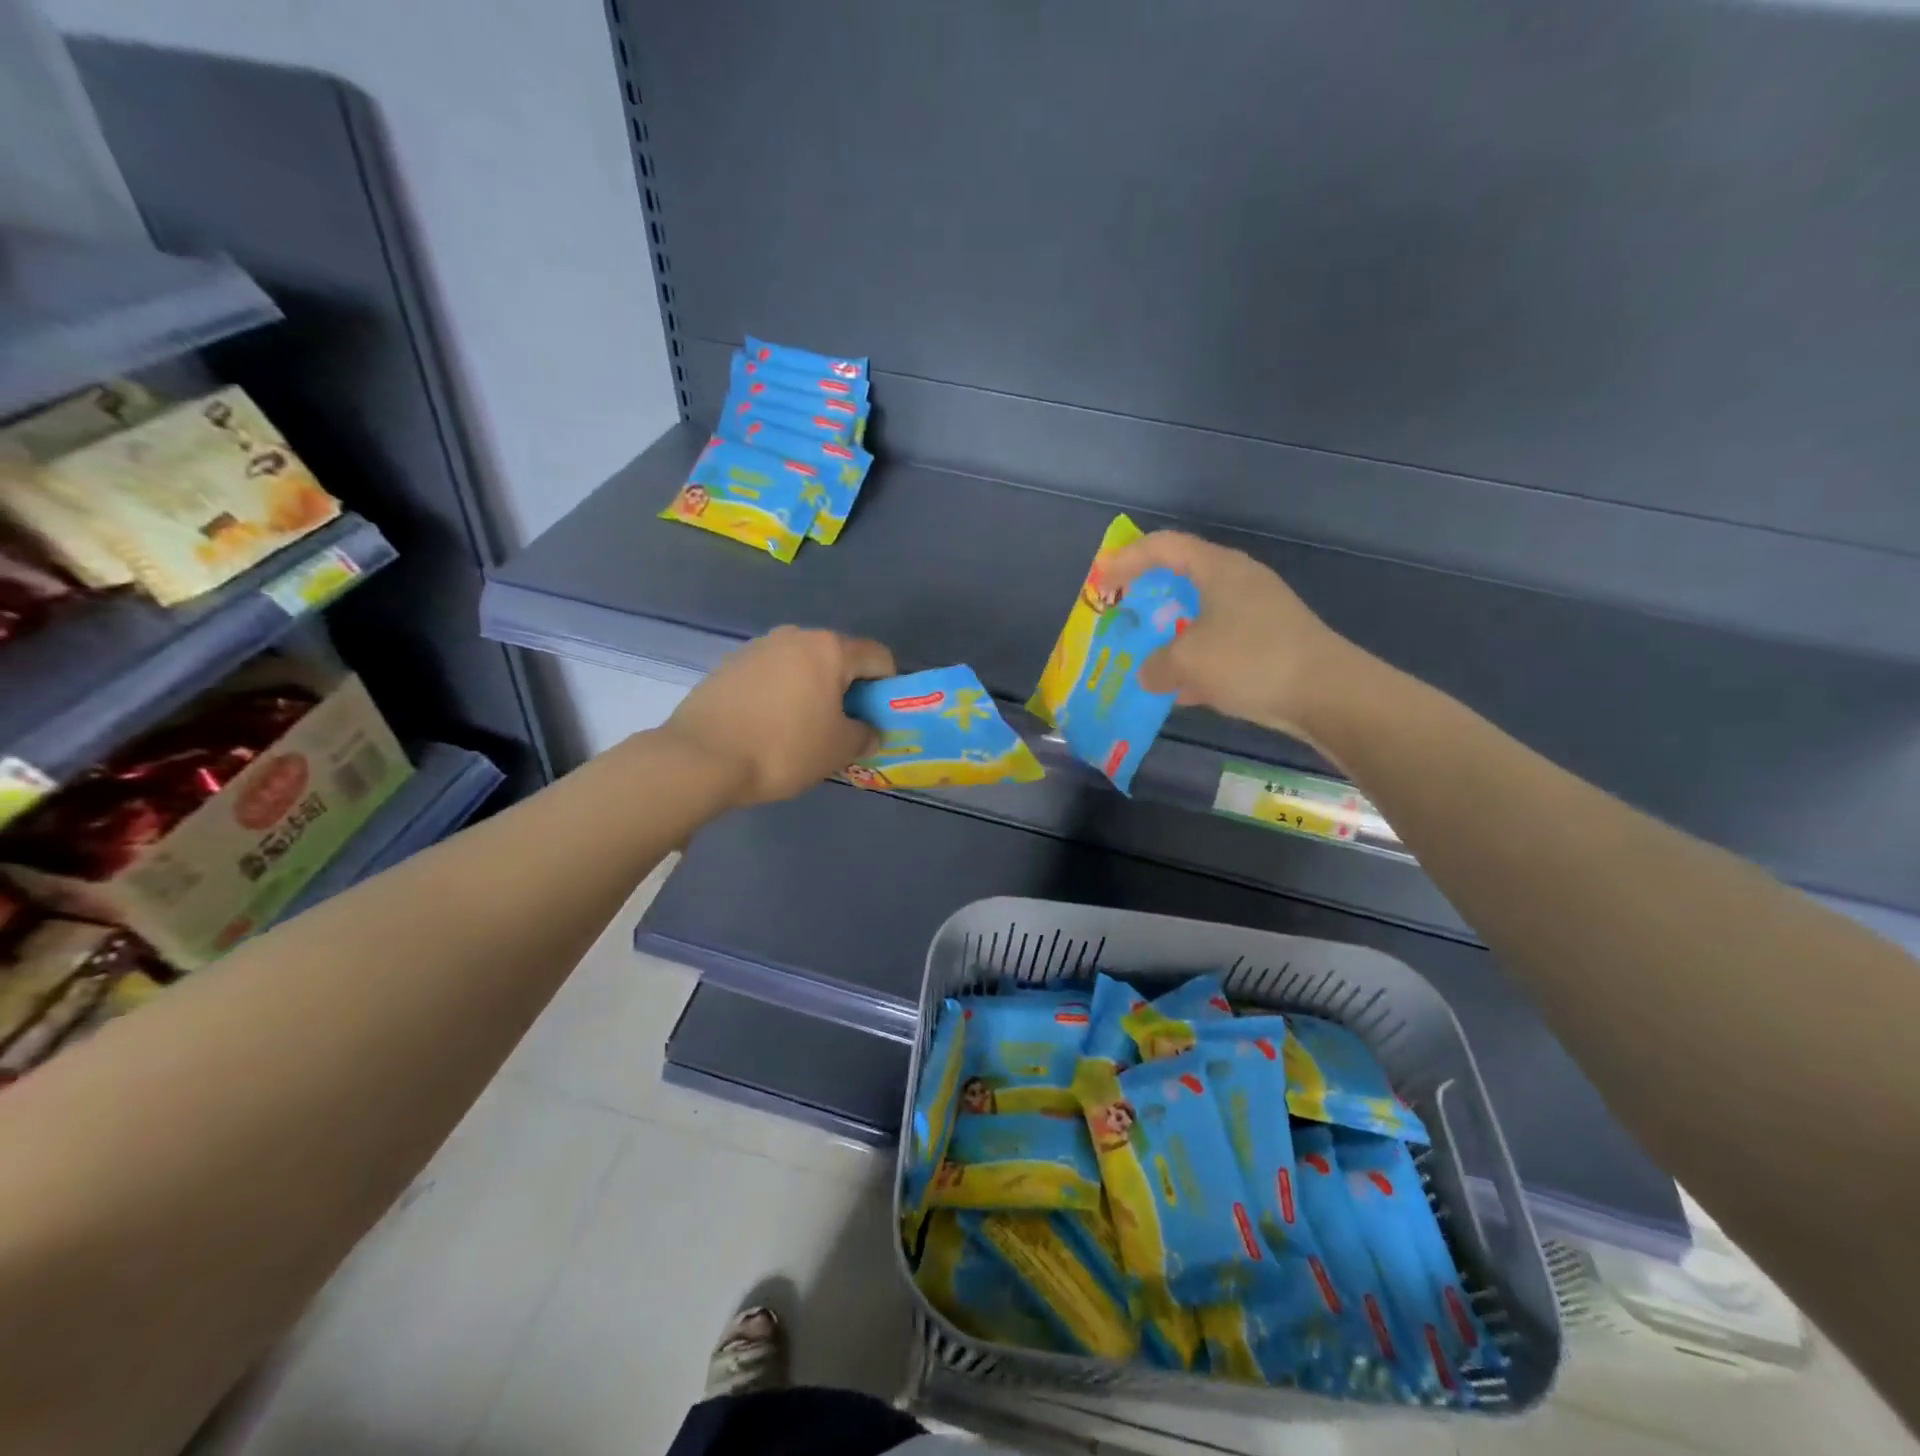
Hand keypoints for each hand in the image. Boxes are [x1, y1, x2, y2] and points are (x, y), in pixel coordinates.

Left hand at [660, 626, 894, 805]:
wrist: (701, 757)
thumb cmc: (783, 748)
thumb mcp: (839, 749)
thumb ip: (865, 734)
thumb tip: (867, 730)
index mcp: (829, 648)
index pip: (878, 657)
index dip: (887, 688)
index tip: (877, 719)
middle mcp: (795, 636)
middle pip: (838, 658)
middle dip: (848, 689)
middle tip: (842, 728)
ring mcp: (758, 647)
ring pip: (802, 666)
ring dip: (813, 691)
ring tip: (801, 730)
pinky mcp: (729, 664)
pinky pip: (772, 676)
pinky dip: (781, 695)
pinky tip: (768, 727)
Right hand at [1101, 531, 1360, 741]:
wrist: (1327, 693)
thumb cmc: (1250, 659)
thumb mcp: (1187, 662)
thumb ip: (1156, 665)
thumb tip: (1148, 674)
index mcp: (1217, 569)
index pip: (1163, 546)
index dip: (1126, 559)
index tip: (1101, 584)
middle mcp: (1238, 582)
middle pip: (1182, 578)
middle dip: (1147, 598)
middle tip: (1122, 617)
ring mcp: (1257, 613)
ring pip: (1200, 616)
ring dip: (1170, 635)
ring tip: (1144, 658)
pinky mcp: (1269, 643)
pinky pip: (1219, 645)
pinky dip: (1195, 662)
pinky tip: (1181, 692)